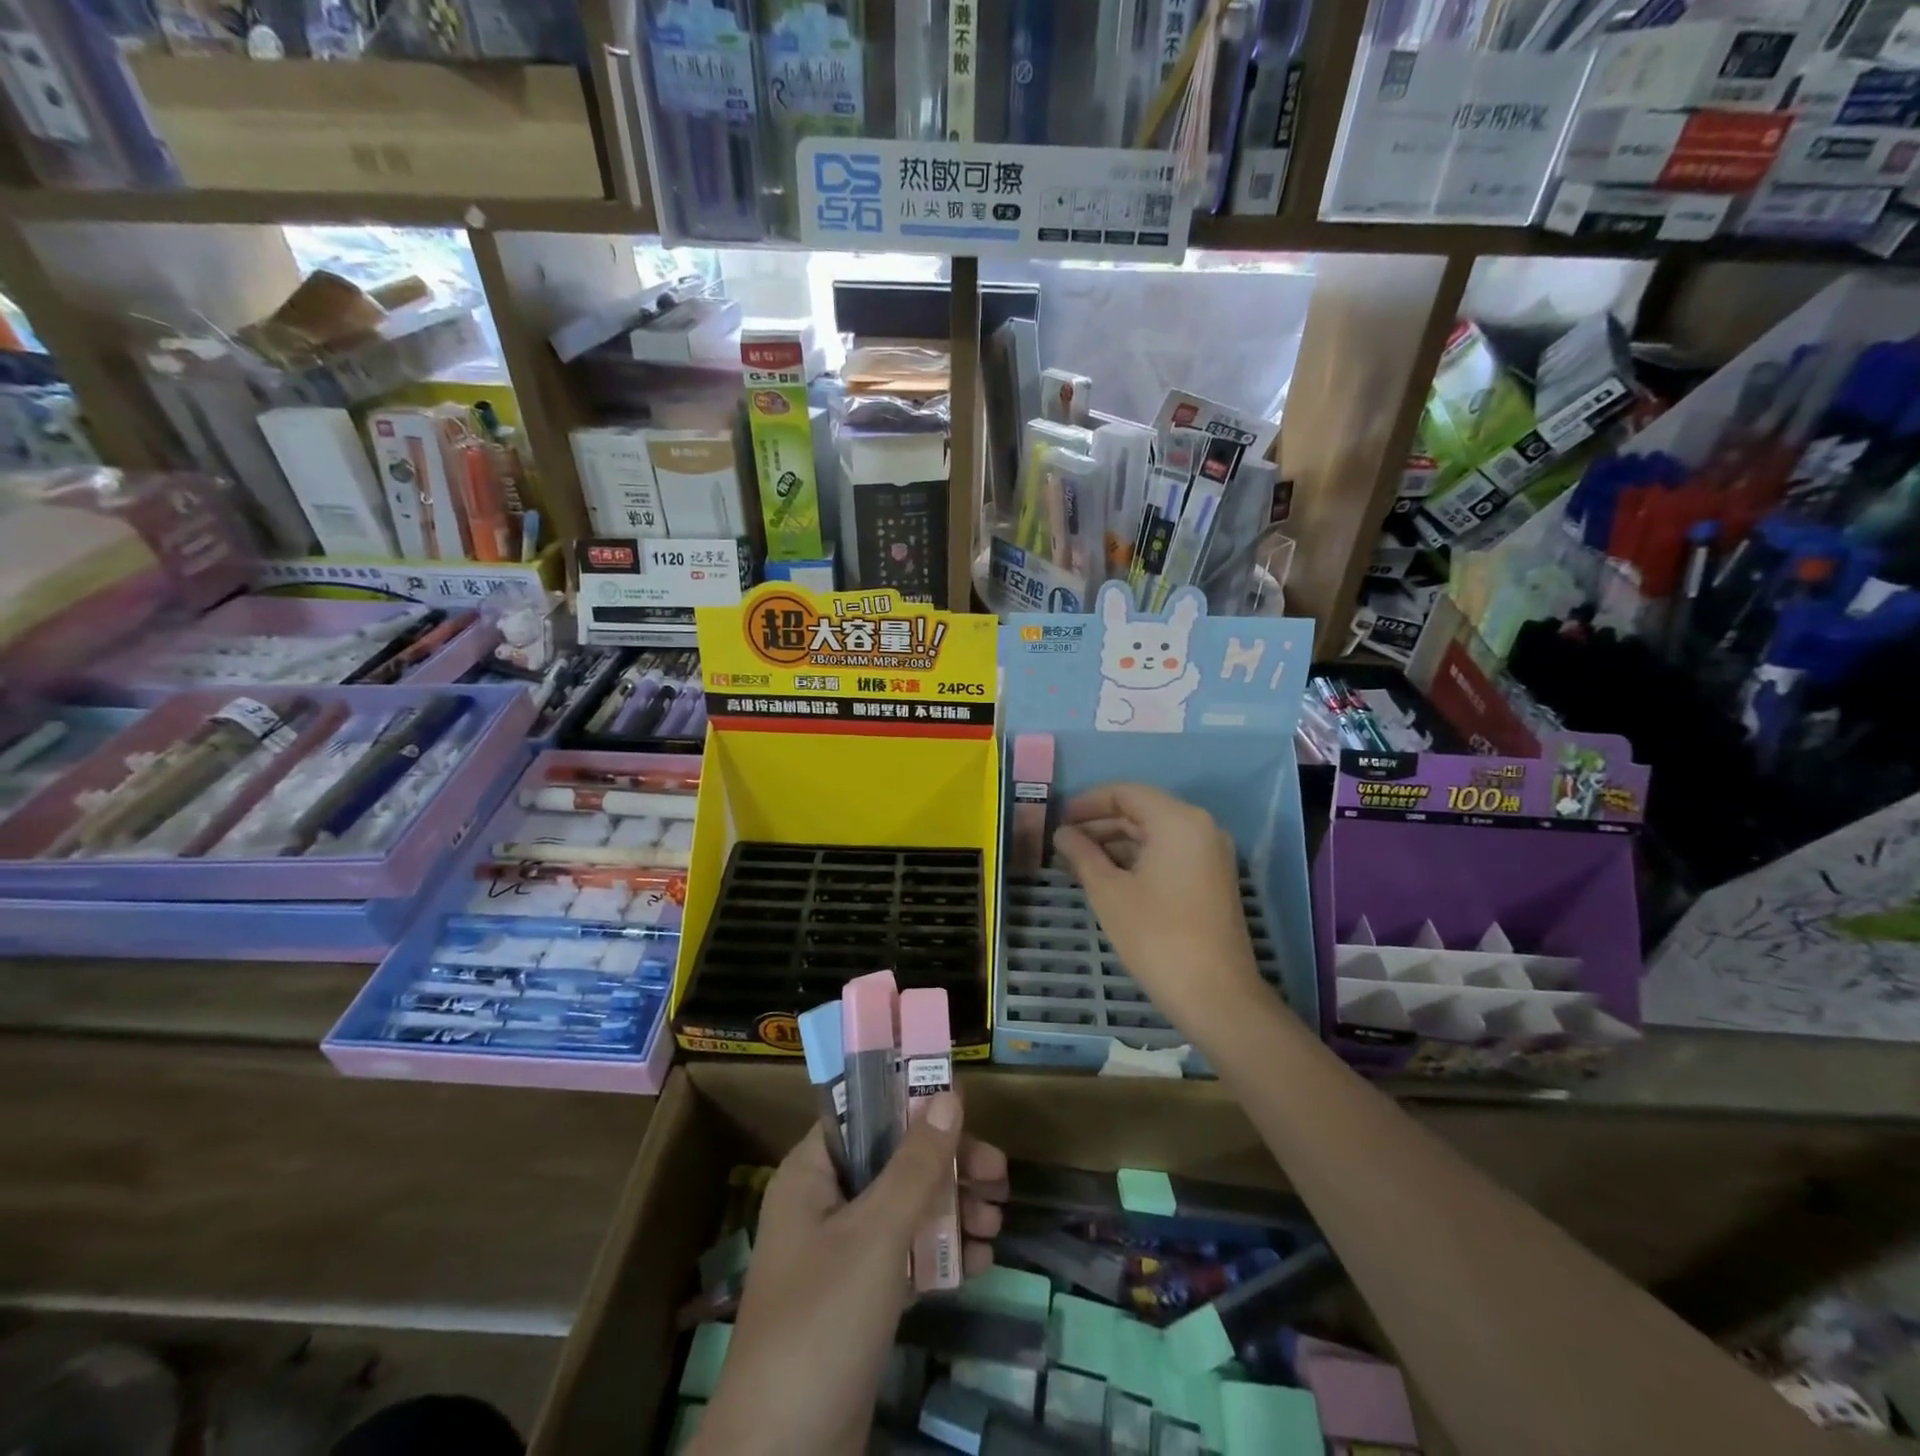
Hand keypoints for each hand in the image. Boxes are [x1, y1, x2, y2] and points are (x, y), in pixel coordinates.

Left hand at [690, 1094, 1006, 1455]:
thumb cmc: (823, 1322)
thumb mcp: (875, 1235)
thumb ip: (915, 1165)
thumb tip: (949, 1094)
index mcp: (811, 1174)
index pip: (864, 1114)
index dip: (911, 1102)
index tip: (963, 1106)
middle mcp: (824, 1204)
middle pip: (894, 1162)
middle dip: (948, 1166)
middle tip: (999, 1176)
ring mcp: (842, 1254)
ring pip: (906, 1209)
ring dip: (953, 1210)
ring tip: (998, 1223)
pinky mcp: (860, 1300)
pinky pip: (907, 1256)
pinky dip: (942, 1255)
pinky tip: (982, 1264)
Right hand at [1052, 782, 1269, 1035]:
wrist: (1216, 996)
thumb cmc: (1156, 936)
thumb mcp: (1109, 892)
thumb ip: (1082, 854)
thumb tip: (1062, 834)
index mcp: (1177, 820)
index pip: (1125, 793)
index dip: (1087, 803)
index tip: (1057, 820)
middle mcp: (1200, 827)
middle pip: (1141, 812)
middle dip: (1099, 825)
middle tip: (1062, 844)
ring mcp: (1210, 854)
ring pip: (1153, 835)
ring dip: (1115, 844)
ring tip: (1076, 863)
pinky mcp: (1211, 879)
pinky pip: (1168, 854)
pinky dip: (1136, 860)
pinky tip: (1107, 878)